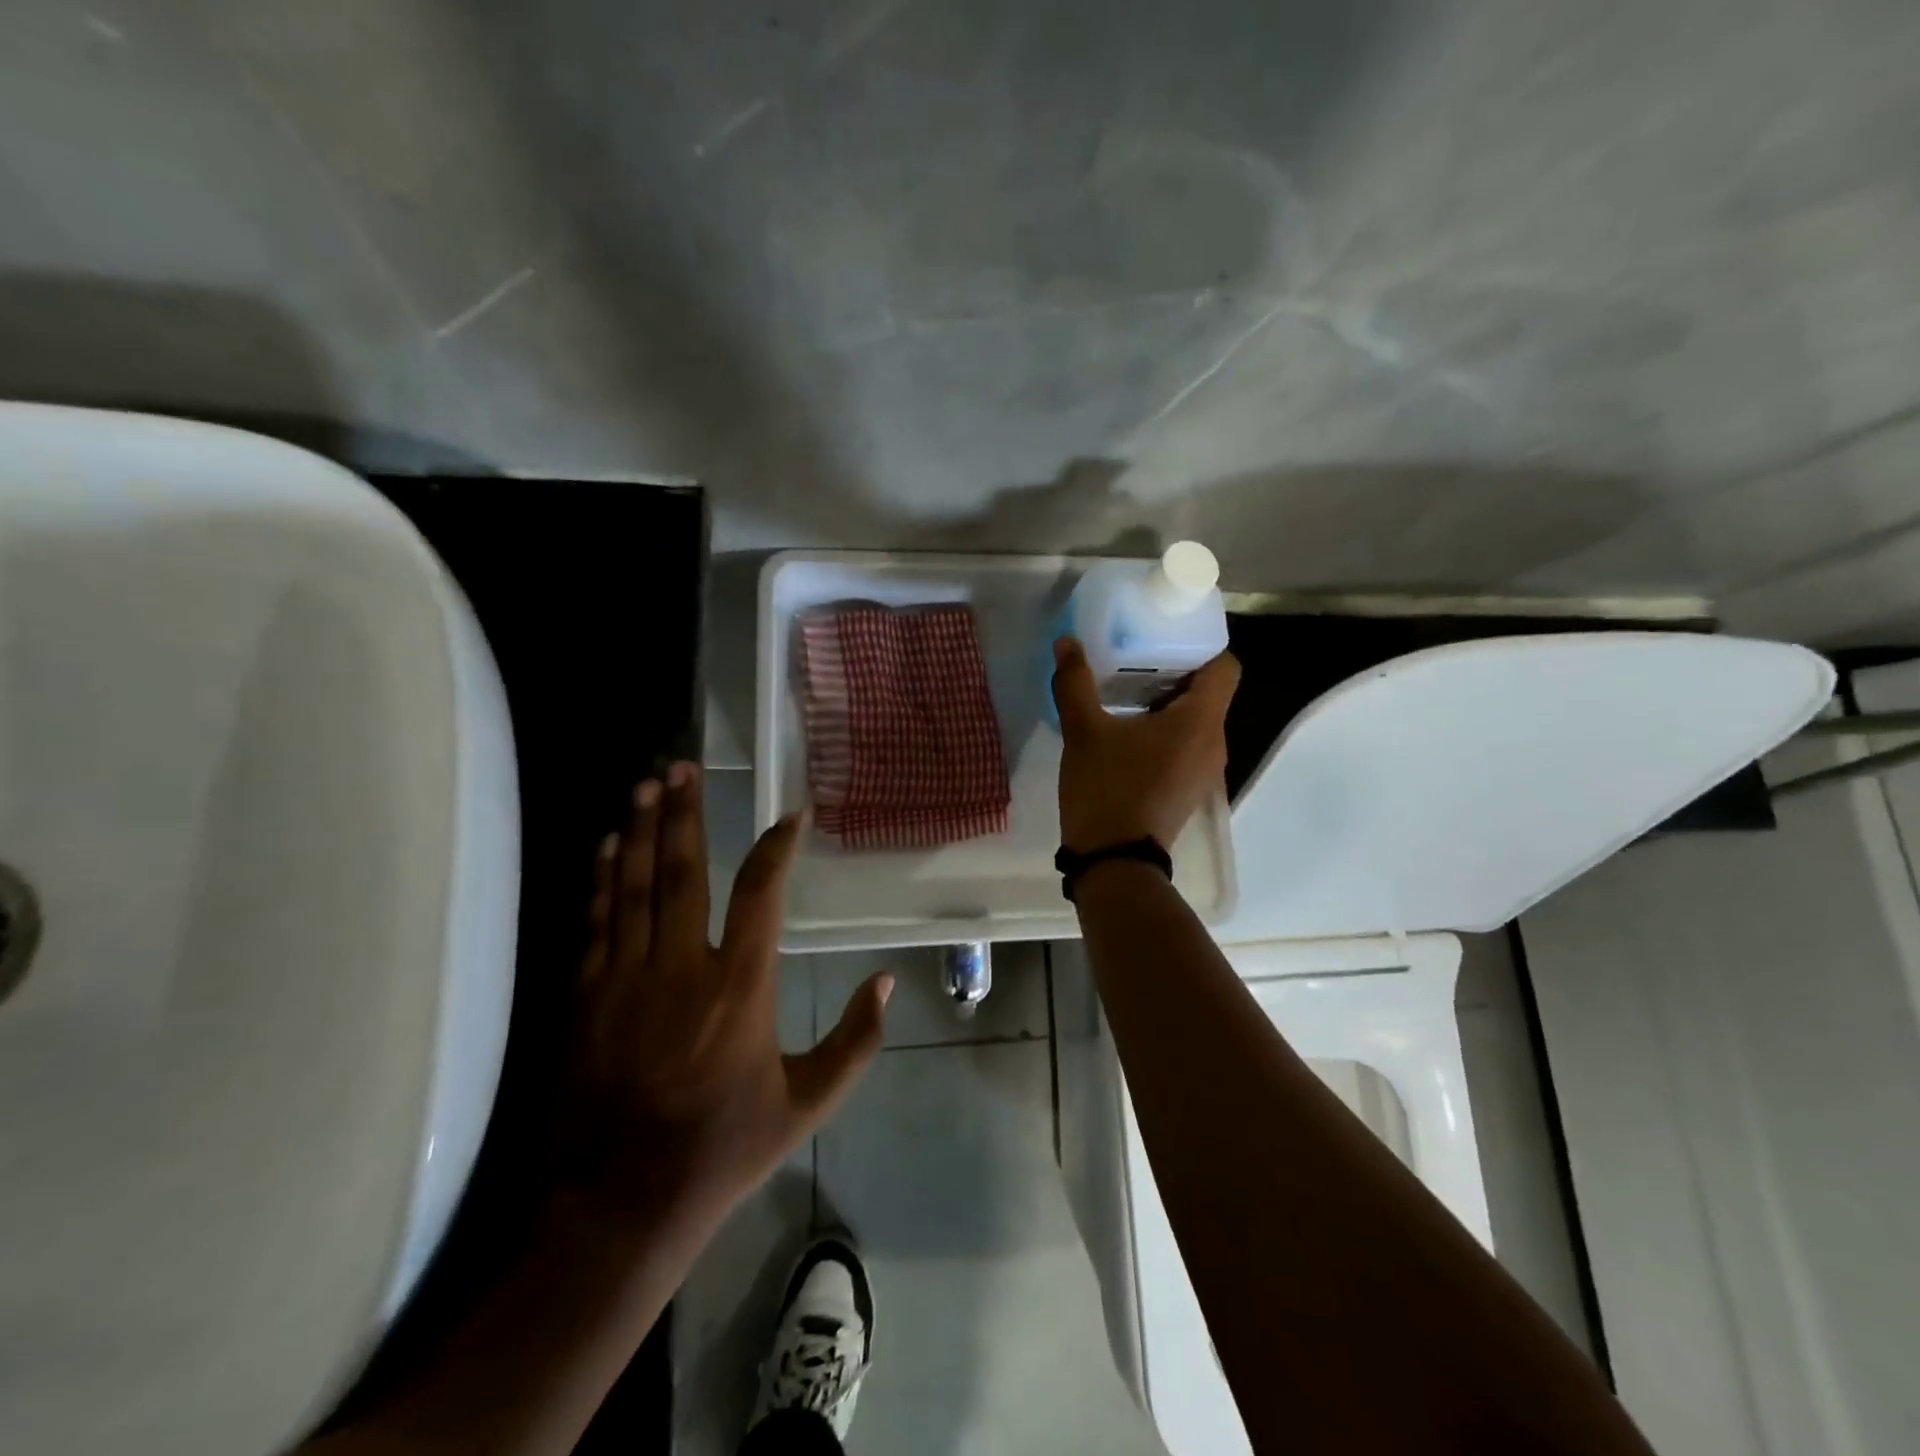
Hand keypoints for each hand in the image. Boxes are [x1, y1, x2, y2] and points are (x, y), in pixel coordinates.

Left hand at [565, 763, 891, 1224]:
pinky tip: (609, 847)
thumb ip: (856, 1041)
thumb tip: (887, 982)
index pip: (761, 892)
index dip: (778, 845)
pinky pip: (596, 922)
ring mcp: (625, 979)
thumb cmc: (723, 1149)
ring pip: (633, 887)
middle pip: (682, 871)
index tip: (792, 815)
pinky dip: (603, 879)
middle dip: (684, 813)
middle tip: (684, 767)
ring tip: (647, 786)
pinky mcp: (585, 998)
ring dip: (642, 831)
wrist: (618, 1206)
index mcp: (740, 987)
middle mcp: (681, 968)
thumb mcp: (807, 1104)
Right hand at [1052, 637, 1240, 853]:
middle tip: (1136, 655)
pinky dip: (1166, 729)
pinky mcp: (1188, 788)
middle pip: (1210, 691)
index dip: (1201, 645)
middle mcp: (1214, 742)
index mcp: (1200, 721)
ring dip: (1168, 701)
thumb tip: (1067, 642)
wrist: (1114, 862)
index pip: (1225, 665)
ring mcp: (1204, 770)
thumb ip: (1075, 683)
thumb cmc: (1107, 790)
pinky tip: (1128, 730)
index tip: (1166, 636)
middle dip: (1176, 669)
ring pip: (1197, 719)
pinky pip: (1187, 743)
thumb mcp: (1084, 732)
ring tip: (1127, 690)